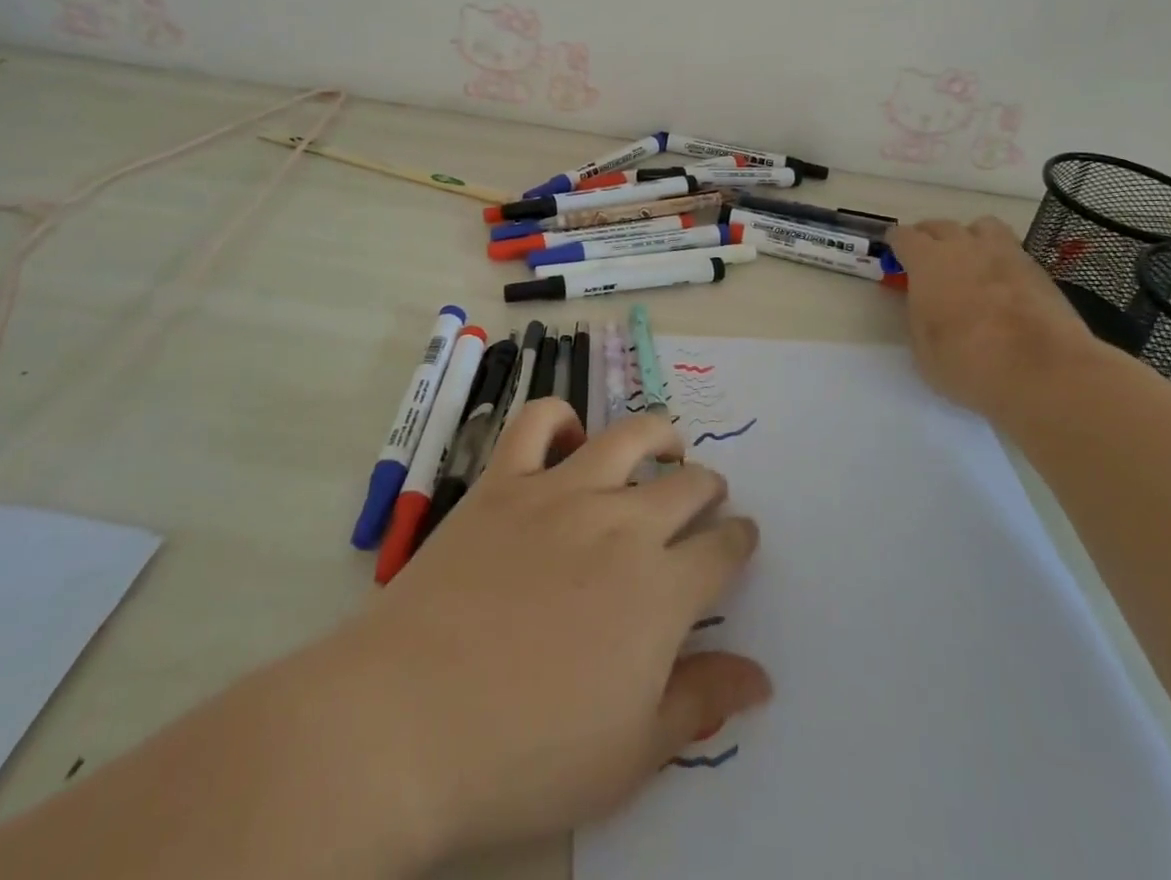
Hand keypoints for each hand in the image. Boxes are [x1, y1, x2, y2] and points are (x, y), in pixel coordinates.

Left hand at [330, 403, 766, 869]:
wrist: (410, 721)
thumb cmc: (527, 753)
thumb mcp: (630, 753)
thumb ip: (700, 704)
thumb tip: (760, 677)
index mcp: (660, 589)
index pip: (721, 549)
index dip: (738, 541)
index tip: (740, 540)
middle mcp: (620, 522)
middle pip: (686, 485)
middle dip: (708, 489)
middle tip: (707, 498)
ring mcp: (559, 492)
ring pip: (628, 437)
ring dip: (659, 436)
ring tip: (665, 445)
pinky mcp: (503, 481)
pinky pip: (537, 422)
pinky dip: (559, 417)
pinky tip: (568, 436)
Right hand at [888, 216, 1096, 419]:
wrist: (1043, 372)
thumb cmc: (968, 362)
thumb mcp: (923, 347)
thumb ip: (920, 315)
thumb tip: (925, 304)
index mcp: (928, 261)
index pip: (903, 236)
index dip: (896, 244)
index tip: (895, 255)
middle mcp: (964, 246)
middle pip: (940, 226)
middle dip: (929, 239)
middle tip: (927, 260)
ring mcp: (1005, 254)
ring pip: (981, 227)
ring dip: (969, 238)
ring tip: (968, 261)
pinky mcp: (1038, 270)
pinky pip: (1011, 250)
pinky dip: (1000, 259)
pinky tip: (1000, 284)